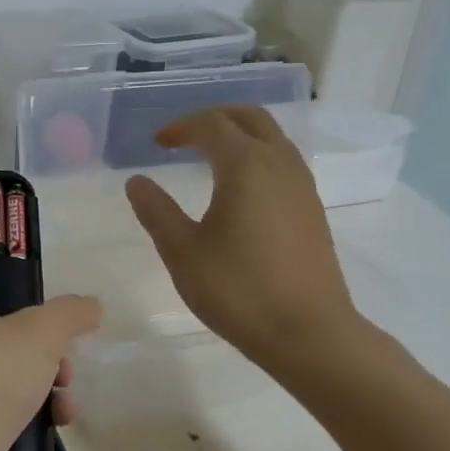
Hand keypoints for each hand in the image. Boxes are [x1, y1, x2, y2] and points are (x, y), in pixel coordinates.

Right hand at [124, 106, 365, 378]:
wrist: (309, 333)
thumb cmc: (239, 290)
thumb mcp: (182, 252)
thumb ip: (156, 211)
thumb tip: (137, 181)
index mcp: (245, 165)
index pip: (211, 125)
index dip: (180, 127)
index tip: (157, 143)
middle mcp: (279, 163)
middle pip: (249, 118)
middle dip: (214, 117)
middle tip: (185, 135)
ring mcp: (302, 186)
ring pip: (272, 137)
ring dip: (240, 134)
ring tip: (210, 155)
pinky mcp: (313, 209)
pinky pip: (284, 161)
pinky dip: (257, 156)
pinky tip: (241, 188)